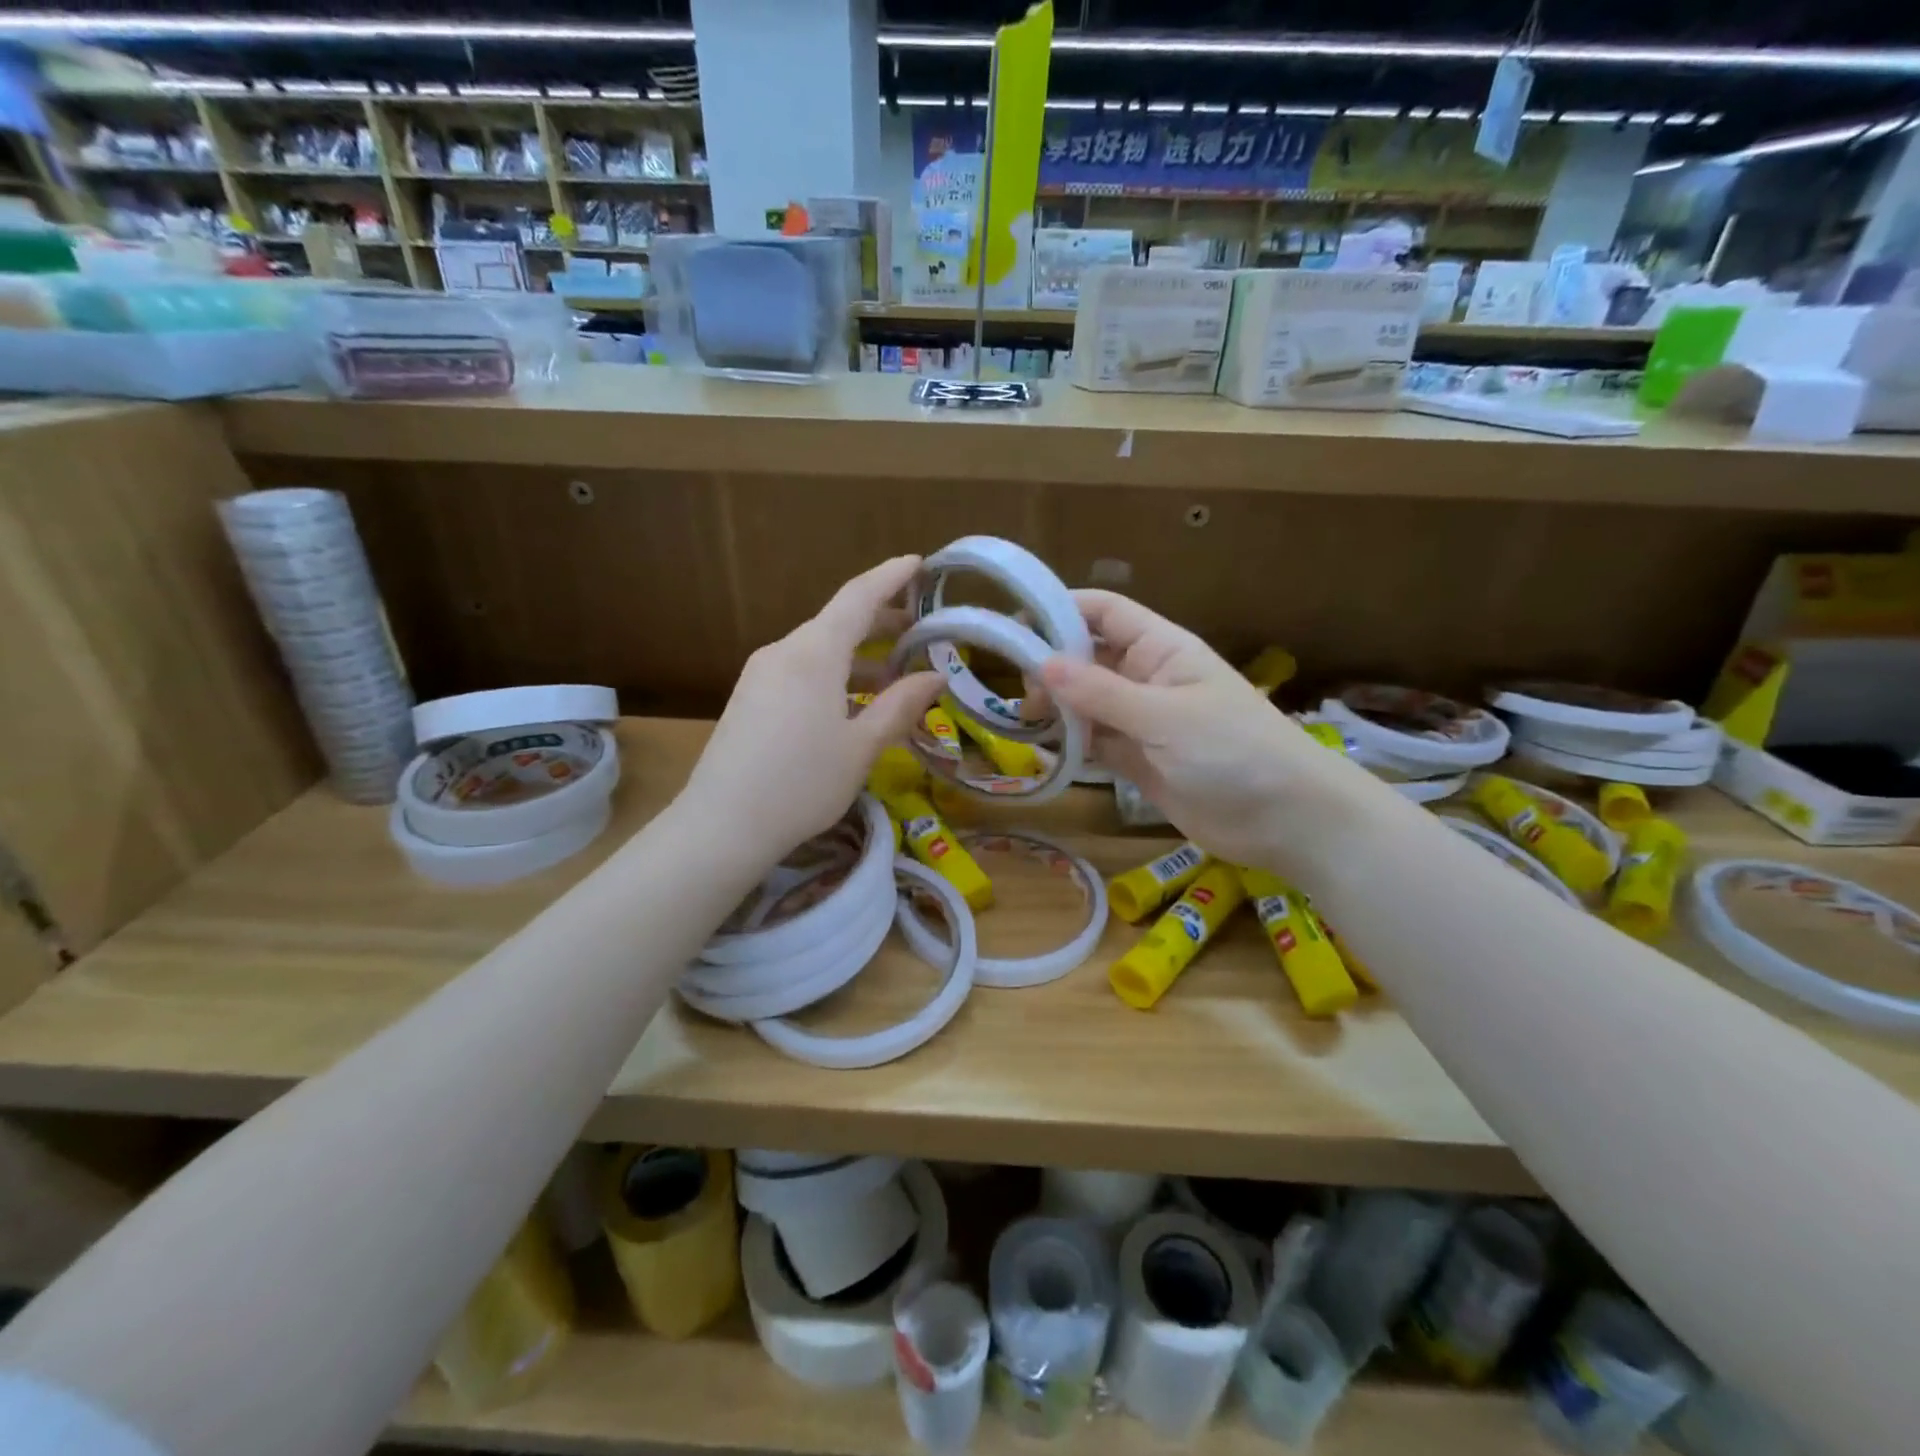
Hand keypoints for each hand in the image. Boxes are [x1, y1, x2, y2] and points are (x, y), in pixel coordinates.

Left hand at [678, 556, 944, 869]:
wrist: (721, 825)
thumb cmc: (801, 783)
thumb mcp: (861, 747)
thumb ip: (900, 706)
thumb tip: (935, 675)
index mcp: (813, 654)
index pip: (858, 598)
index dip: (890, 577)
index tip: (918, 563)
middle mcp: (783, 652)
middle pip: (837, 622)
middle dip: (880, 620)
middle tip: (920, 630)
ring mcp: (760, 674)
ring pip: (818, 650)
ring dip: (858, 655)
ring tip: (894, 676)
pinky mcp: (749, 698)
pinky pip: (800, 671)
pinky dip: (833, 675)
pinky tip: (851, 703)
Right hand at [1037, 590, 1381, 875]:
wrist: (1286, 819)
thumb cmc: (1234, 751)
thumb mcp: (1165, 717)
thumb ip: (1101, 693)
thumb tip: (1041, 665)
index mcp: (1161, 649)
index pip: (1105, 612)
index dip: (1062, 610)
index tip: (1015, 628)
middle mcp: (1146, 678)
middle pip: (1088, 656)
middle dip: (1052, 667)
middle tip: (1025, 695)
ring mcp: (1141, 721)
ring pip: (1087, 702)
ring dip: (1058, 708)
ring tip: (1027, 723)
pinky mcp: (1138, 760)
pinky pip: (1095, 742)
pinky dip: (1071, 744)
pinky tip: (1046, 751)